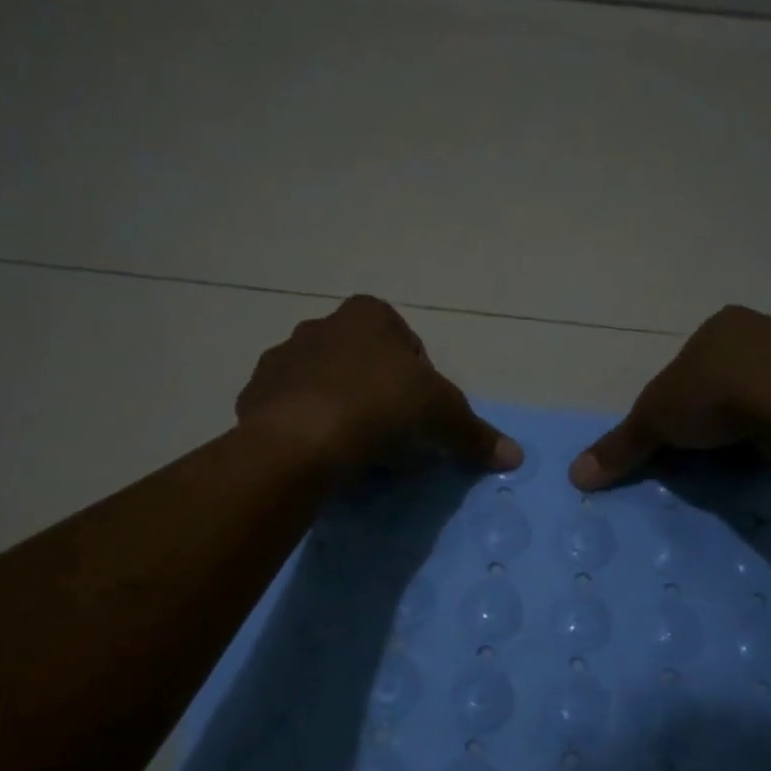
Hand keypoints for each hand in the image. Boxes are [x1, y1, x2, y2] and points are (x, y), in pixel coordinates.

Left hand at [236, 295, 521, 475]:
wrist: (300, 437)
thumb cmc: (380, 407)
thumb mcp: (442, 417)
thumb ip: (476, 433)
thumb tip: (516, 455)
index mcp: (367, 315)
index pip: (405, 343)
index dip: (419, 381)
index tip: (420, 416)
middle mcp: (320, 326)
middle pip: (362, 363)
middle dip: (377, 394)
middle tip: (390, 436)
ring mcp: (282, 359)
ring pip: (322, 385)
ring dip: (339, 410)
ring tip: (353, 450)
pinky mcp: (254, 395)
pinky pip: (289, 410)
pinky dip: (305, 428)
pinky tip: (320, 455)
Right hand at [570, 305, 770, 489]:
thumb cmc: (718, 397)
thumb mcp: (654, 422)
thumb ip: (619, 446)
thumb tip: (574, 475)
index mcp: (719, 326)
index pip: (687, 365)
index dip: (676, 402)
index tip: (675, 435)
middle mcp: (763, 330)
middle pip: (726, 377)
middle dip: (715, 413)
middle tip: (706, 450)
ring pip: (764, 393)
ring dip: (751, 422)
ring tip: (742, 456)